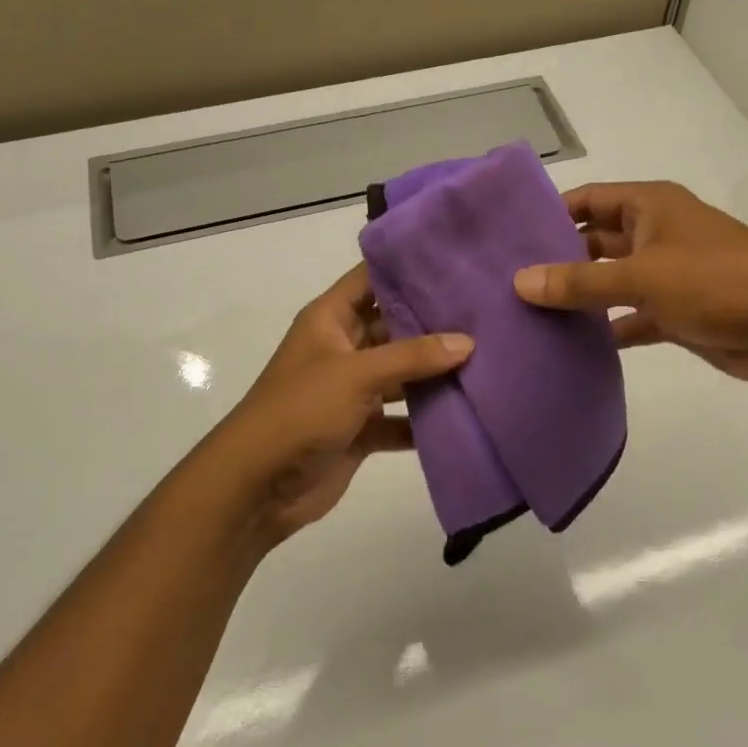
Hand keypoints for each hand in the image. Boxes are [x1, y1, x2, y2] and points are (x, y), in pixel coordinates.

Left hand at [201, 264, 472, 546]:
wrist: (257, 486)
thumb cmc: (300, 411)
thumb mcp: (356, 373)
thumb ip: (413, 356)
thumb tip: (467, 341)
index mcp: (330, 320)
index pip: (370, 279)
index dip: (406, 268)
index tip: (454, 260)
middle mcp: (343, 348)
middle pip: (394, 327)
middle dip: (434, 323)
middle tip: (486, 312)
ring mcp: (353, 390)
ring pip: (402, 374)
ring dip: (436, 373)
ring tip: (489, 358)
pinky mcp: (361, 429)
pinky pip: (402, 418)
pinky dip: (426, 419)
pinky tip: (468, 412)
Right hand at [513, 181, 747, 393]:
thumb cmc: (717, 282)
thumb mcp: (642, 276)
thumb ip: (580, 281)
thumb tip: (519, 281)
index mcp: (650, 206)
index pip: (588, 199)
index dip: (551, 213)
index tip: (508, 236)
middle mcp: (655, 234)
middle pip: (595, 241)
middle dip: (558, 260)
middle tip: (508, 283)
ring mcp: (667, 276)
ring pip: (611, 282)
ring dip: (580, 298)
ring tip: (528, 315)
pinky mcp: (677, 314)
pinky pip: (631, 318)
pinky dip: (608, 329)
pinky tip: (572, 346)